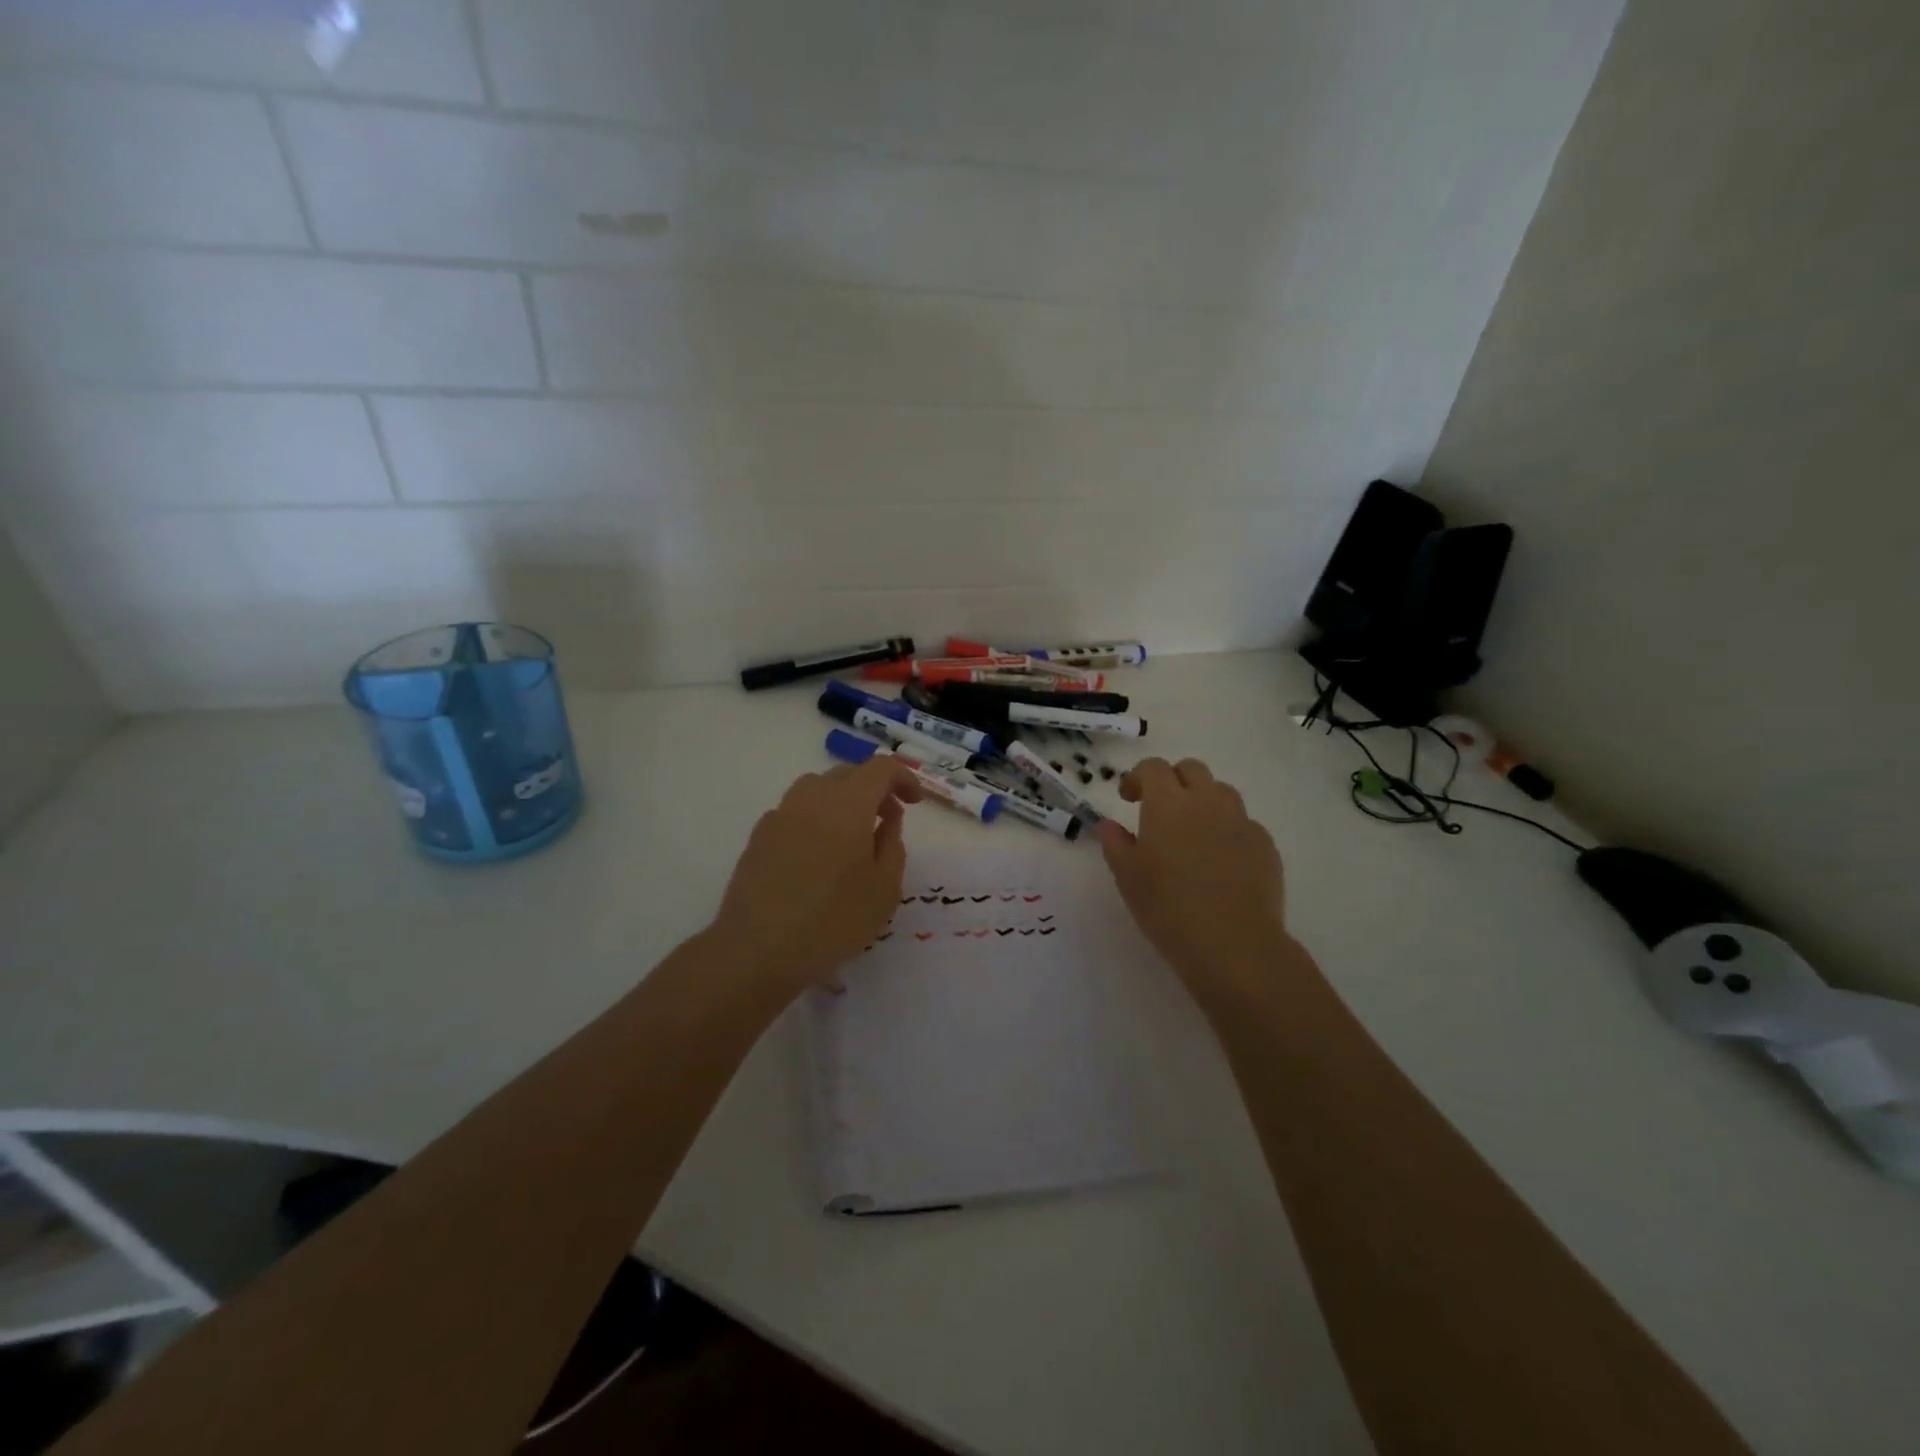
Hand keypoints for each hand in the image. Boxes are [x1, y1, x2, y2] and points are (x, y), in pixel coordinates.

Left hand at [709, 759, 921, 996]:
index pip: (880, 768)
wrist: (757, 950)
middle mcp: (811, 798)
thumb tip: (888, 820)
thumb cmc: (832, 920)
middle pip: (848, 774)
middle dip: (874, 789)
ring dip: (842, 801)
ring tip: (853, 836)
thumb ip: (892, 845)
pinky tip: (818, 856)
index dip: (903, 778)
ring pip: (817, 789)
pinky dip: (815, 819)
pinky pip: (795, 812)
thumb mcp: (884, 889)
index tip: (914, 803)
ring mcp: (779, 815)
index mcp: (847, 804)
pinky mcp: (758, 837)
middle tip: (888, 819)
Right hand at [1098, 758, 1289, 994]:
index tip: (1128, 799)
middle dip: (1173, 780)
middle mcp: (1207, 802)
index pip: (1153, 768)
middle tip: (1160, 809)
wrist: (1233, 943)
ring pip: (1221, 792)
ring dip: (1203, 801)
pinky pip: (1243, 823)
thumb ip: (1115, 844)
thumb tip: (1110, 826)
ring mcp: (1241, 821)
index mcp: (1168, 803)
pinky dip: (1227, 830)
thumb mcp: (1127, 877)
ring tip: (1192, 833)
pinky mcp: (1265, 845)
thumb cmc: (1168, 907)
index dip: (1137, 777)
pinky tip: (1220, 861)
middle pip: (1191, 769)